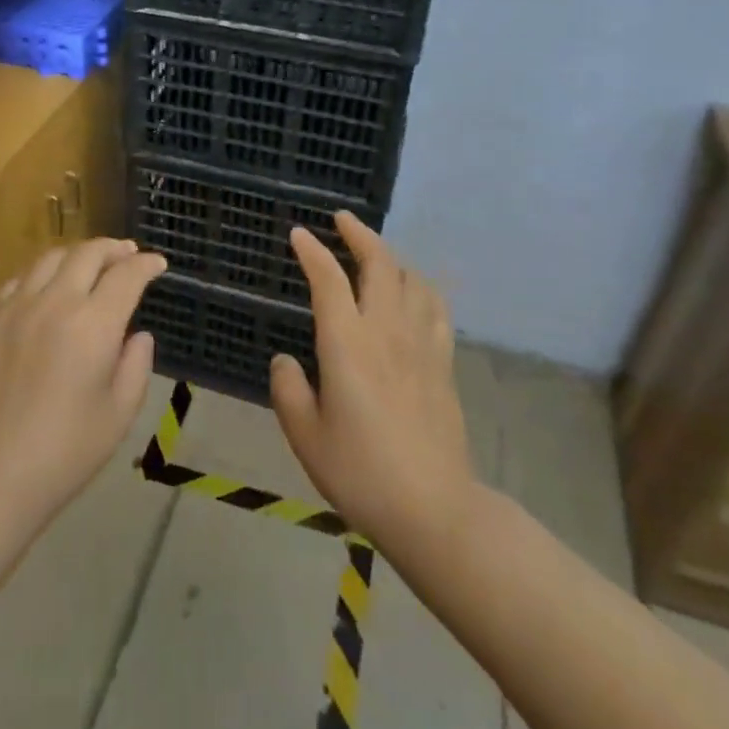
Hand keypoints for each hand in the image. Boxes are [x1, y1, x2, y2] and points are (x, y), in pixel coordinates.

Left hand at [0, 238, 165, 528]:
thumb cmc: (64, 452)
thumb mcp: (119, 415)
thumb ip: (136, 366)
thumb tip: (138, 336)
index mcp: (94, 325)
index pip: (126, 276)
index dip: (146, 265)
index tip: (158, 264)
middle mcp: (55, 303)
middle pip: (88, 254)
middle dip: (114, 249)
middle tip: (128, 253)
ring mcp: (16, 308)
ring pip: (50, 259)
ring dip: (77, 255)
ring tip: (89, 264)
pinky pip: (18, 280)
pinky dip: (41, 274)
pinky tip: (46, 289)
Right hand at [270, 214, 475, 549]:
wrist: (433, 508)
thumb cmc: (361, 473)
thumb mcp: (306, 437)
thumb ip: (288, 390)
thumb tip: (285, 360)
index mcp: (348, 345)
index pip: (329, 280)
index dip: (312, 251)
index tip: (299, 234)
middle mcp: (386, 331)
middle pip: (379, 264)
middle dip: (359, 234)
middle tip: (342, 220)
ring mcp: (421, 343)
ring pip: (411, 279)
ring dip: (391, 256)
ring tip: (375, 254)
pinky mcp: (443, 362)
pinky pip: (435, 306)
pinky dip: (420, 286)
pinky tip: (413, 292)